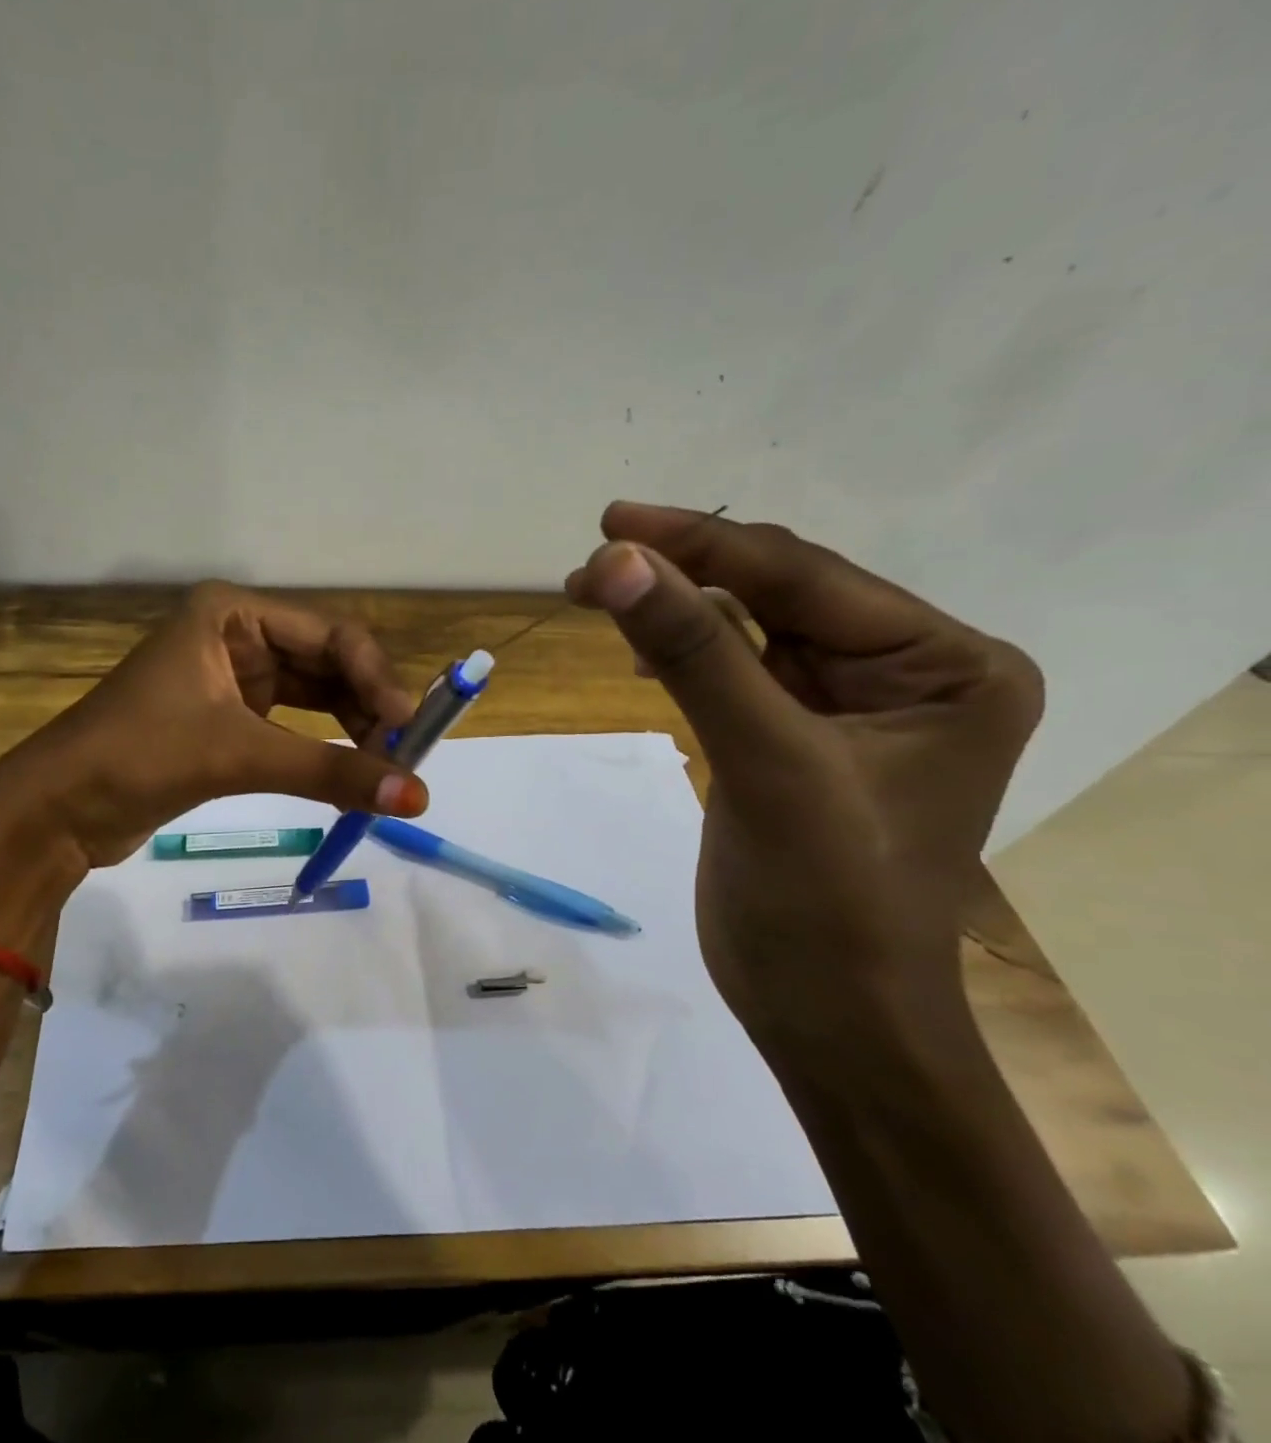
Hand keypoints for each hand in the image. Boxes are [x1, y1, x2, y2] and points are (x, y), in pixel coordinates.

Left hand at [0, 582, 429, 927]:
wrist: (58, 809)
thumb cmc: (138, 756)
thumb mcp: (237, 754)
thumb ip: (330, 770)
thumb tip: (416, 796)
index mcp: (231, 613)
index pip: (329, 635)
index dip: (375, 677)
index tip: (407, 728)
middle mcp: (234, 634)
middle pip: (325, 662)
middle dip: (366, 705)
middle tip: (404, 753)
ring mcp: (230, 677)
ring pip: (312, 695)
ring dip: (350, 728)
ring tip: (383, 766)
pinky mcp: (225, 719)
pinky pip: (291, 725)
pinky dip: (321, 747)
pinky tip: (349, 770)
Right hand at [566, 503, 1042, 1046]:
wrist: (828, 1015)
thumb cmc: (826, 899)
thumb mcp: (765, 761)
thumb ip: (693, 652)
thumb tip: (618, 561)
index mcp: (946, 665)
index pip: (806, 578)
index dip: (703, 544)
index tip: (612, 523)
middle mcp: (907, 673)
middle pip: (777, 594)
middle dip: (683, 574)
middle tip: (591, 566)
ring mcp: (847, 708)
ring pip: (748, 629)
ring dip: (675, 609)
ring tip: (597, 594)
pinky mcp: (792, 740)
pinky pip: (734, 672)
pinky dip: (682, 653)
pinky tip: (639, 650)